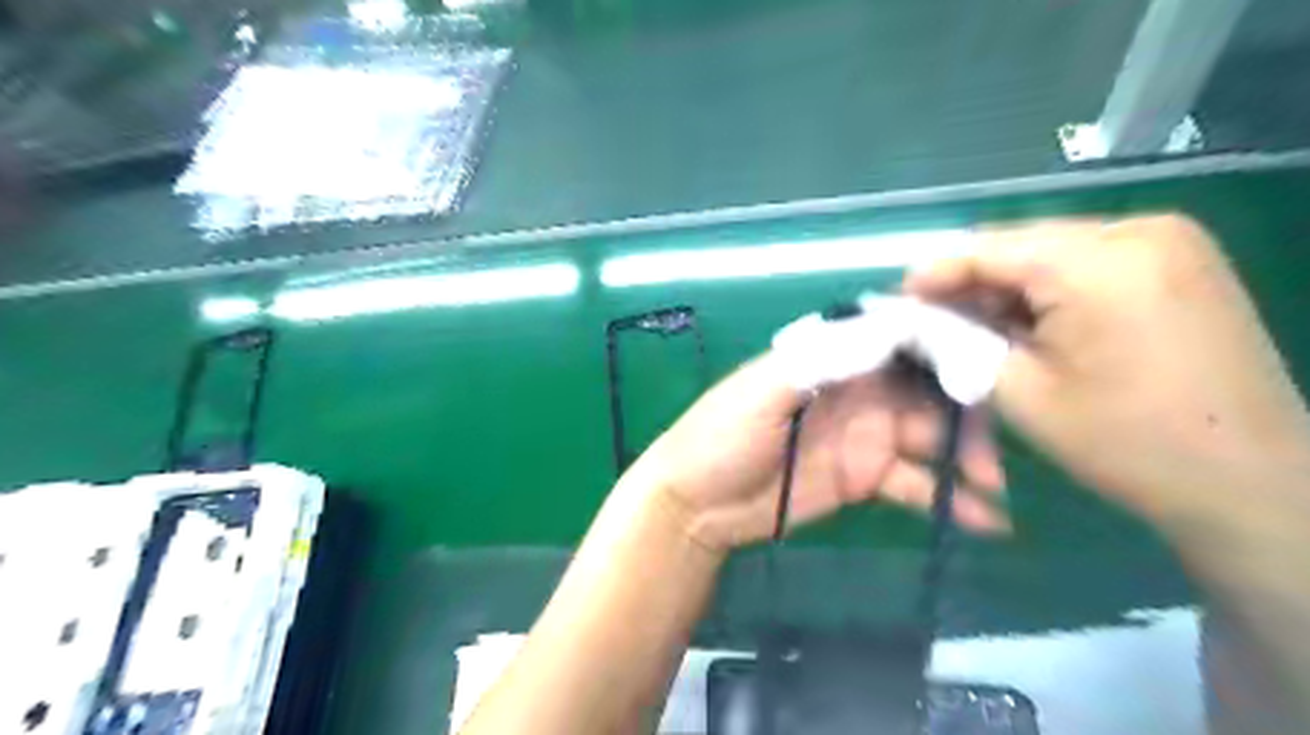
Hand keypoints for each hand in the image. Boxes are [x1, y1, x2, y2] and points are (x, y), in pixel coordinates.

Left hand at [621, 354, 1005, 553]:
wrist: (698, 506)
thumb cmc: (720, 437)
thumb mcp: (762, 393)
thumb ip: (820, 363)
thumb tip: (887, 329)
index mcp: (831, 360)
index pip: (895, 340)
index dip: (941, 342)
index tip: (990, 355)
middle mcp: (857, 392)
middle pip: (923, 389)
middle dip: (963, 408)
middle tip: (995, 436)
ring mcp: (864, 437)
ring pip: (927, 436)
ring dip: (965, 456)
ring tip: (995, 483)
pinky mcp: (864, 479)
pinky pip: (914, 484)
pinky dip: (949, 498)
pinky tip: (987, 520)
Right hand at [907, 217, 1308, 529]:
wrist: (1253, 483)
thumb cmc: (1128, 444)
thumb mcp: (1020, 394)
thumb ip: (956, 343)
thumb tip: (912, 318)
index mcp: (1099, 262)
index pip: (989, 248)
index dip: (934, 272)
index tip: (896, 299)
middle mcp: (1139, 230)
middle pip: (1022, 244)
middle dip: (971, 281)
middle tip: (931, 318)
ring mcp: (1170, 241)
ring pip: (1053, 252)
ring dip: (1007, 287)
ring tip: (973, 326)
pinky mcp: (1181, 261)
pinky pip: (1088, 262)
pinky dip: (1048, 289)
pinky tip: (1027, 323)